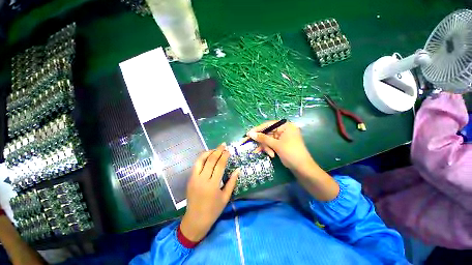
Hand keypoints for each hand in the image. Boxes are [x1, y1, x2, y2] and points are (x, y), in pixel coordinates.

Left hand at [180, 143, 239, 241]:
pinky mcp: (190, 179)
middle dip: (218, 150)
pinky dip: (202, 158)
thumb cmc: (213, 210)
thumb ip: (232, 182)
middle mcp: (202, 179)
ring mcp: (194, 178)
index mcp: (213, 185)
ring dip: (209, 152)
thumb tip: (238, 170)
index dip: (224, 156)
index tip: (228, 151)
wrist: (195, 220)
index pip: (219, 165)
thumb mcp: (226, 197)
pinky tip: (207, 156)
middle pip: (210, 160)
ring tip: (215, 149)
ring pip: (201, 160)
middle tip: (223, 145)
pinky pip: (196, 165)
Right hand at [246, 121, 312, 170]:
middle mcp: (283, 129)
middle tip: (253, 145)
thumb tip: (250, 133)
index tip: (248, 134)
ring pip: (268, 139)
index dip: (257, 129)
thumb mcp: (276, 145)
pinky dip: (269, 149)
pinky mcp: (281, 144)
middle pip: (267, 133)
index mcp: (285, 126)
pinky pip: (271, 144)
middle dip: (262, 141)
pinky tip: (269, 154)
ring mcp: (282, 137)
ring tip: (269, 154)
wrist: (303, 168)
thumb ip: (262, 138)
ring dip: (266, 147)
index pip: (268, 125)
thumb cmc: (291, 153)